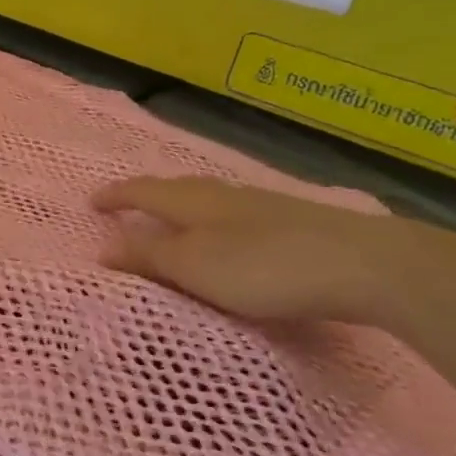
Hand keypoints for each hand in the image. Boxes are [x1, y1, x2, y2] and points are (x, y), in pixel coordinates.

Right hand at [92, 176, 450, 328]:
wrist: (364, 265)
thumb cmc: (263, 266)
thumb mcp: (194, 266)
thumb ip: (149, 257)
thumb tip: (102, 247)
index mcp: (193, 200)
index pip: (143, 191)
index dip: (116, 196)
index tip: (91, 201)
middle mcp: (223, 194)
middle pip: (175, 188)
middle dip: (147, 196)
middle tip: (127, 206)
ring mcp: (261, 206)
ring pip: (207, 199)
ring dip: (181, 208)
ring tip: (171, 220)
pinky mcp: (292, 223)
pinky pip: (233, 214)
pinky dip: (213, 221)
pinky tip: (228, 235)